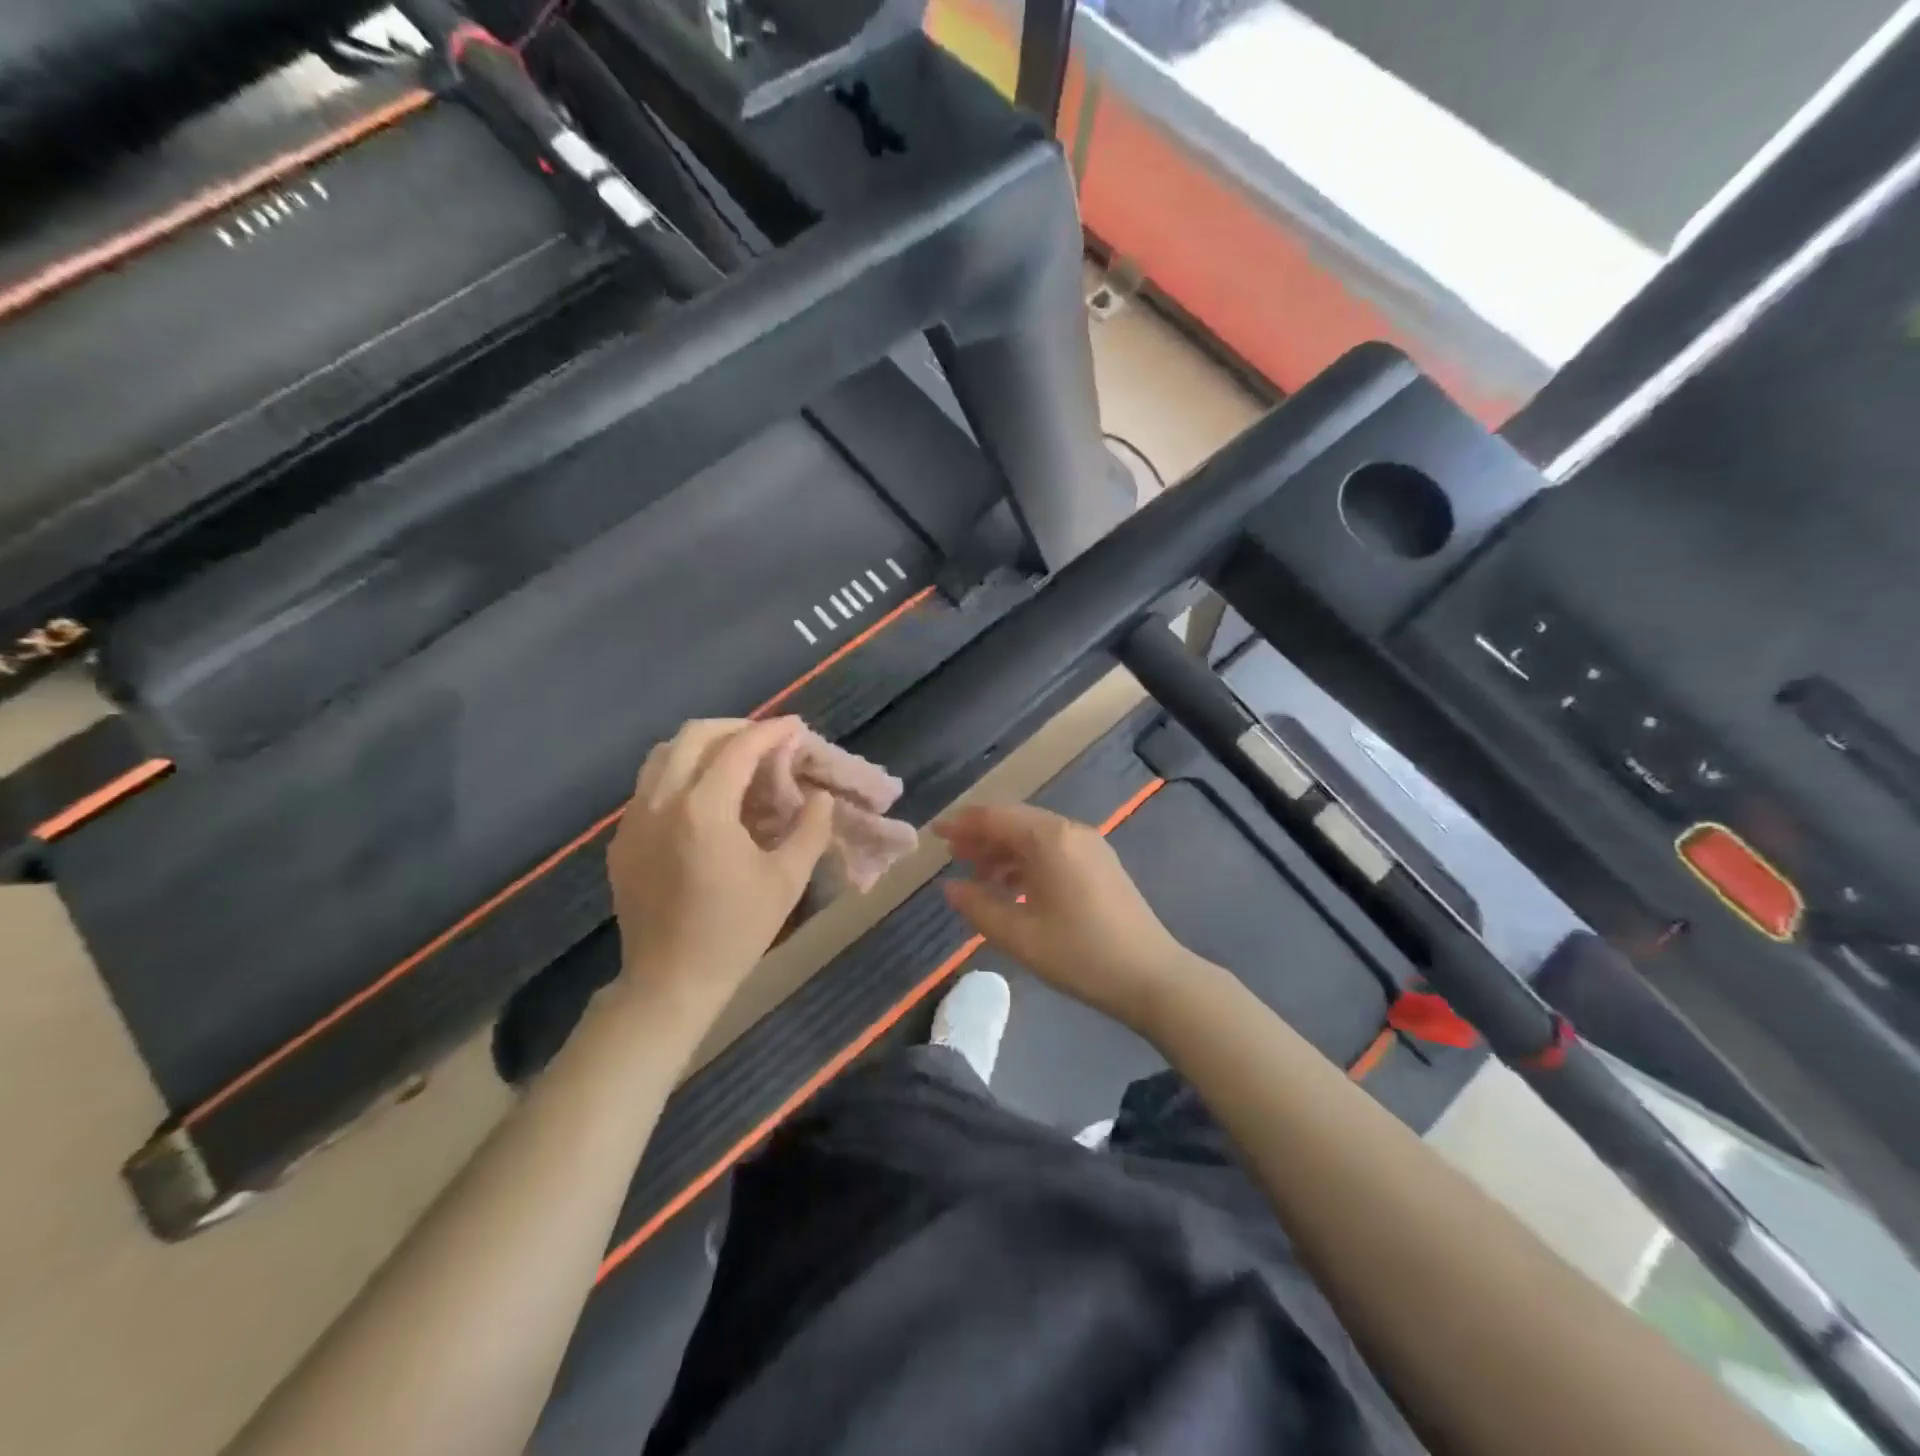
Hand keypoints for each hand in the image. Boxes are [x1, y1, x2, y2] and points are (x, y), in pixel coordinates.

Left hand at [608, 718, 833, 1021]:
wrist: (670, 981)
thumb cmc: (735, 931)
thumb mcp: (787, 879)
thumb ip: (810, 828)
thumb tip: (818, 795)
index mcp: (703, 809)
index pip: (739, 749)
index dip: (772, 731)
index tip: (796, 727)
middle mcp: (661, 802)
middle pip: (694, 736)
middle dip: (735, 728)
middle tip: (767, 740)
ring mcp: (634, 819)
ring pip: (663, 755)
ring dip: (702, 746)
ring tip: (735, 760)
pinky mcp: (622, 839)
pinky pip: (650, 786)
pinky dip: (680, 774)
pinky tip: (705, 799)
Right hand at [934, 803, 1191, 1028]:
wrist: (1152, 977)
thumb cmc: (1080, 954)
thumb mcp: (1019, 935)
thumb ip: (978, 906)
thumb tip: (950, 887)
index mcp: (1050, 839)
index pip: (996, 818)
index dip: (962, 824)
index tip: (935, 833)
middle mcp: (1071, 831)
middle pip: (1016, 822)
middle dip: (982, 836)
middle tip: (952, 854)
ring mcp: (1090, 846)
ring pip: (1035, 837)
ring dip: (1004, 850)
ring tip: (977, 874)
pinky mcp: (1101, 864)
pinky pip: (1054, 850)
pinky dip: (1027, 862)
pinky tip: (1012, 887)